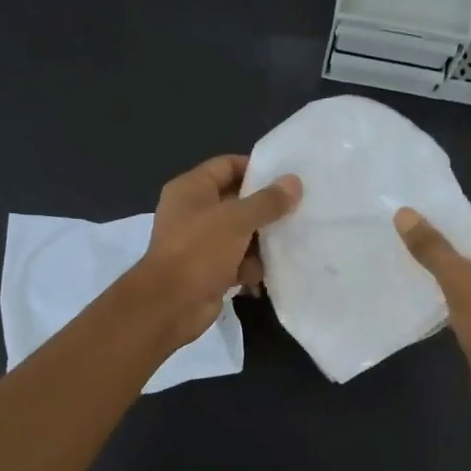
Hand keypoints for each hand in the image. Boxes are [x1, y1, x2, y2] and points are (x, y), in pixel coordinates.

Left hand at [137, 155, 300, 347]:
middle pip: (237, 202)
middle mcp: (194, 212)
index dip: (256, 169)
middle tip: (299, 211)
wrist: (171, 304)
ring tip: (290, 243)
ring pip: (241, 235)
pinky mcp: (209, 271)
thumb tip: (294, 182)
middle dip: (265, 210)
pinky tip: (270, 273)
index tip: (287, 179)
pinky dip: (251, 267)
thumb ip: (268, 201)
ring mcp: (201, 243)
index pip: (227, 166)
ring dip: (262, 242)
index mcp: (191, 189)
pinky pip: (238, 262)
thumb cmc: (200, 250)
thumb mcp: (237, 220)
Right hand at [394, 206, 470, 436]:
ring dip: (446, 269)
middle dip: (446, 241)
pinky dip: (450, 294)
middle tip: (407, 234)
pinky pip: (470, 298)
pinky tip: (422, 293)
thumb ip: (433, 248)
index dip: (455, 214)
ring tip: (408, 259)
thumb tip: (404, 214)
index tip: (420, 212)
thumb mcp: (461, 281)